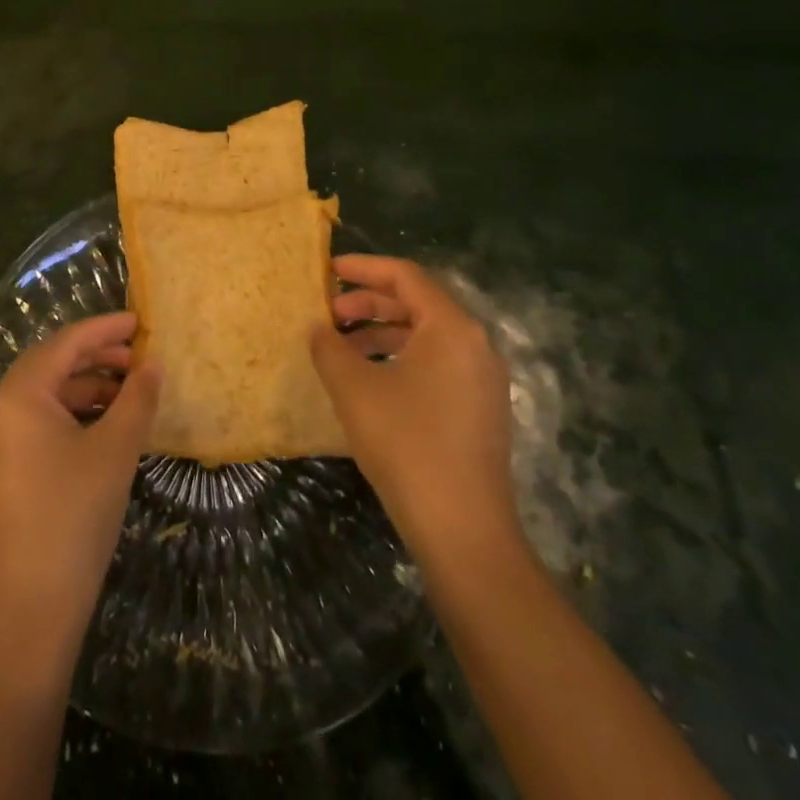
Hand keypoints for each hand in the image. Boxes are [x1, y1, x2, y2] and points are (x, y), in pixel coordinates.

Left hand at [0, 311, 160, 656]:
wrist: (33, 607)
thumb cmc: (75, 513)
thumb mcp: (115, 449)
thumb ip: (137, 398)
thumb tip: (154, 364)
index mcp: (20, 393)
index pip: (67, 342)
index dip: (106, 328)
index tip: (142, 321)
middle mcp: (2, 409)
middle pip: (54, 364)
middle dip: (99, 356)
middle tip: (141, 358)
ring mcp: (1, 441)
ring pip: (50, 394)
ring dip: (90, 386)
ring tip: (132, 392)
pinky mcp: (7, 469)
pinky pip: (44, 422)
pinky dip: (77, 414)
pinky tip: (109, 425)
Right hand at [310, 255, 523, 570]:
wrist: (464, 531)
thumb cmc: (407, 444)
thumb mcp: (354, 389)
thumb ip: (329, 348)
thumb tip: (318, 327)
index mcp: (451, 327)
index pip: (405, 276)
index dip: (364, 268)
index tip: (329, 269)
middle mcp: (475, 344)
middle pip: (417, 303)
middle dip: (369, 303)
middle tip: (329, 312)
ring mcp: (482, 379)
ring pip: (426, 336)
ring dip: (382, 332)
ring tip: (342, 347)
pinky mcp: (480, 409)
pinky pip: (436, 363)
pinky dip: (400, 357)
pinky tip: (369, 379)